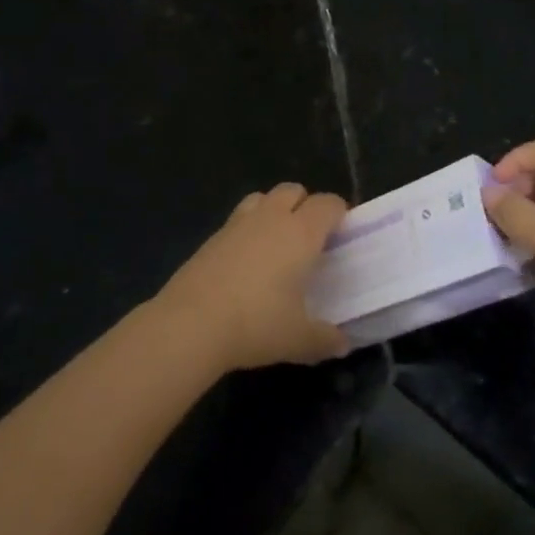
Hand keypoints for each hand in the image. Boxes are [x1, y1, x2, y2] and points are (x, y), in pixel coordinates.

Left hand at [156, 183, 350, 371]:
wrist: (190, 324)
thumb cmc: (256, 324)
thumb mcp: (299, 340)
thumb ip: (326, 339)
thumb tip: (343, 343)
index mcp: (301, 233)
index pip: (328, 204)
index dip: (339, 214)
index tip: (343, 236)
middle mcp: (271, 218)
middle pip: (294, 190)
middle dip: (305, 206)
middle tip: (310, 240)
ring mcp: (237, 224)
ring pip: (262, 198)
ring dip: (274, 210)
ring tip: (277, 243)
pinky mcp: (211, 237)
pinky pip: (238, 220)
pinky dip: (248, 230)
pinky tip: (246, 262)